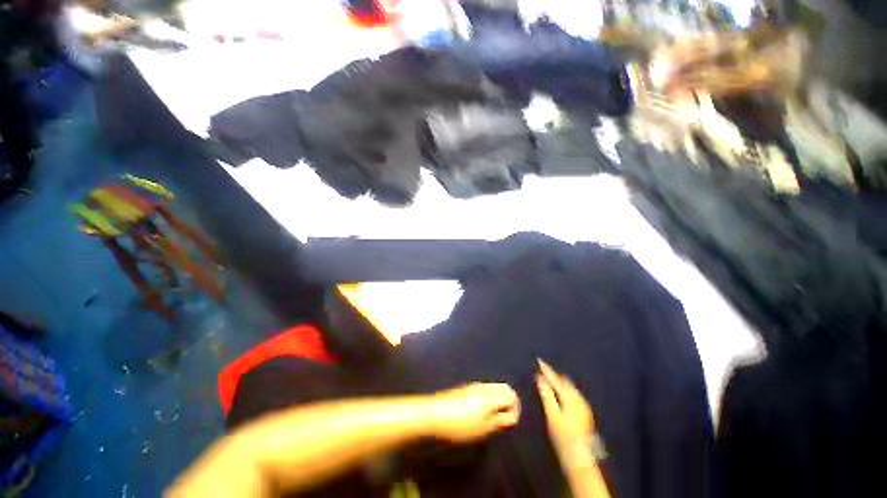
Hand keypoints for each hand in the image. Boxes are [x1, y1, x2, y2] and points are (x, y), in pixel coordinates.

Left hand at [426, 383, 519, 442]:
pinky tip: (482, 412)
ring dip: (499, 399)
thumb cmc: (460, 424)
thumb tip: (512, 416)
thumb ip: (499, 421)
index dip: (516, 408)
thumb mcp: (482, 428)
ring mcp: (474, 386)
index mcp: (490, 395)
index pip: (511, 394)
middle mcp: (484, 386)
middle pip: (504, 388)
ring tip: (494, 418)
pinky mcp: (466, 388)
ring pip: (494, 387)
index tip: (511, 423)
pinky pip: (485, 389)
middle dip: (509, 401)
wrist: (434, 414)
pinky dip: (490, 398)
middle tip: (505, 419)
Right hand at [537, 360, 595, 468]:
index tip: (539, 360)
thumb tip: (540, 378)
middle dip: (554, 375)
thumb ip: (547, 395)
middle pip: (564, 381)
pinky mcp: (585, 412)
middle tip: (543, 369)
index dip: (546, 370)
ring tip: (550, 379)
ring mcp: (584, 406)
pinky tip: (562, 393)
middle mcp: (578, 398)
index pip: (556, 379)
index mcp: (569, 397)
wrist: (581, 458)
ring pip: (570, 387)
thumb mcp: (552, 416)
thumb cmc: (563, 437)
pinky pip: (574, 394)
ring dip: (560, 382)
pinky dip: (566, 389)